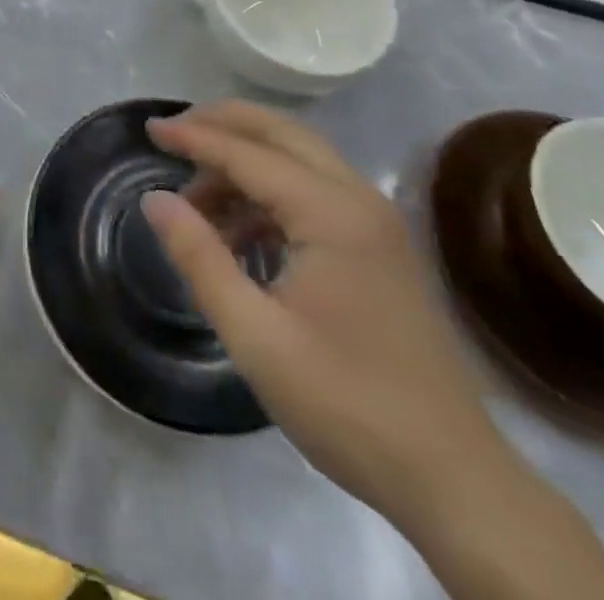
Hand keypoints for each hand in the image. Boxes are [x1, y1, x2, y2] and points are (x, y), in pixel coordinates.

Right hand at [141, 101, 508, 526]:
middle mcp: (359, 200)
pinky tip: (239, 230)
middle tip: (172, 133)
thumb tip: (155, 199)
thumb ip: (200, 258)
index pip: (247, 153)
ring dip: (245, 160)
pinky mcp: (381, 247)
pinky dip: (269, 191)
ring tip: (195, 195)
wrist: (455, 480)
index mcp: (332, 213)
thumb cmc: (347, 404)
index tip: (148, 130)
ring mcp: (377, 222)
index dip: (194, 137)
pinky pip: (315, 191)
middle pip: (281, 133)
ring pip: (300, 158)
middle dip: (223, 124)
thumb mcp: (255, 336)